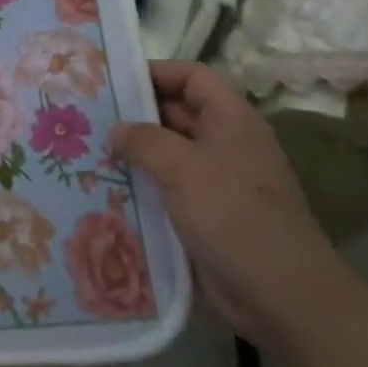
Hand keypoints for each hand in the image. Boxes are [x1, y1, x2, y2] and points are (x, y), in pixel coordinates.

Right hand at [110, 61, 342, 342]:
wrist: (278, 294)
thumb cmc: (233, 215)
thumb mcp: (183, 167)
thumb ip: (145, 140)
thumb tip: (117, 129)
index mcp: (231, 120)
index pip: (194, 77)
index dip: (158, 72)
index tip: (115, 81)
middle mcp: (226, 144)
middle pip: (178, 113)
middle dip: (137, 114)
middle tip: (89, 117)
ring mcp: (218, 182)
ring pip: (170, 154)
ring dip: (135, 154)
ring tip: (89, 152)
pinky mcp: (207, 216)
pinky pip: (169, 190)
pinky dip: (143, 187)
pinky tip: (107, 191)